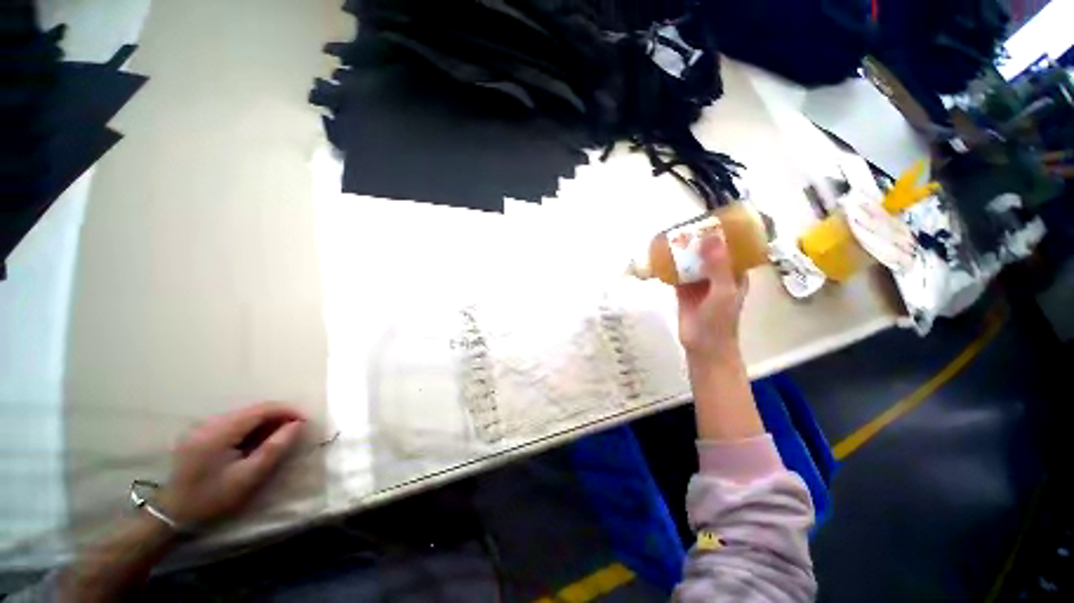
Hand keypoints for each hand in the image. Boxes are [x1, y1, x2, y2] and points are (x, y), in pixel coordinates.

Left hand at [157, 403, 305, 526]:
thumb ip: (274, 448)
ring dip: (265, 421)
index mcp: (220, 431)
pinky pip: (233, 423)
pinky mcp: (199, 434)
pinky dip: (251, 427)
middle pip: (252, 409)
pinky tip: (256, 441)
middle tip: (295, 429)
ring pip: (243, 415)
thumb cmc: (213, 497)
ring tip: (279, 435)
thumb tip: (298, 424)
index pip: (261, 409)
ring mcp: (202, 427)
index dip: (287, 410)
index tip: (306, 420)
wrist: (172, 514)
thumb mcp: (248, 477)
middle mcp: (210, 422)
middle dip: (278, 416)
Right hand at [675, 229, 748, 364]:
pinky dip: (671, 266)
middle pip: (708, 253)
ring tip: (672, 237)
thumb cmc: (720, 320)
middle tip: (685, 226)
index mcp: (734, 274)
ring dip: (683, 252)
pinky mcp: (684, 291)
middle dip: (698, 241)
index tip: (711, 219)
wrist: (703, 346)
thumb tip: (711, 236)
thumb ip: (718, 265)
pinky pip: (677, 275)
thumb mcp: (723, 291)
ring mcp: (699, 283)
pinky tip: (661, 257)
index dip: (723, 234)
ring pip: (691, 263)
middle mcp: (717, 275)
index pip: (732, 248)